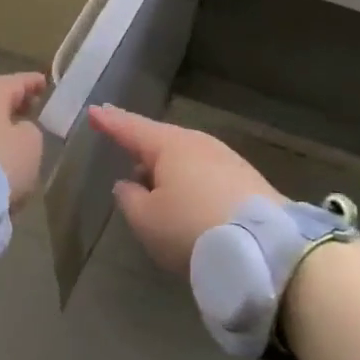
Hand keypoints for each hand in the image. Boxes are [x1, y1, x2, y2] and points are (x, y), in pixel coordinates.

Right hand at [87, 106, 280, 273]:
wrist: (267, 248)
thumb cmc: (191, 228)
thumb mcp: (146, 220)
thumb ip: (129, 199)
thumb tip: (128, 183)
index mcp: (168, 145)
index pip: (130, 128)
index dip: (110, 121)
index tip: (93, 111)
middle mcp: (198, 143)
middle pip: (161, 141)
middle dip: (141, 147)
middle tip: (124, 148)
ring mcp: (226, 160)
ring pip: (185, 158)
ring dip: (167, 169)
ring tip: (153, 185)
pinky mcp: (247, 181)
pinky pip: (205, 174)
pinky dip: (189, 182)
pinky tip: (186, 201)